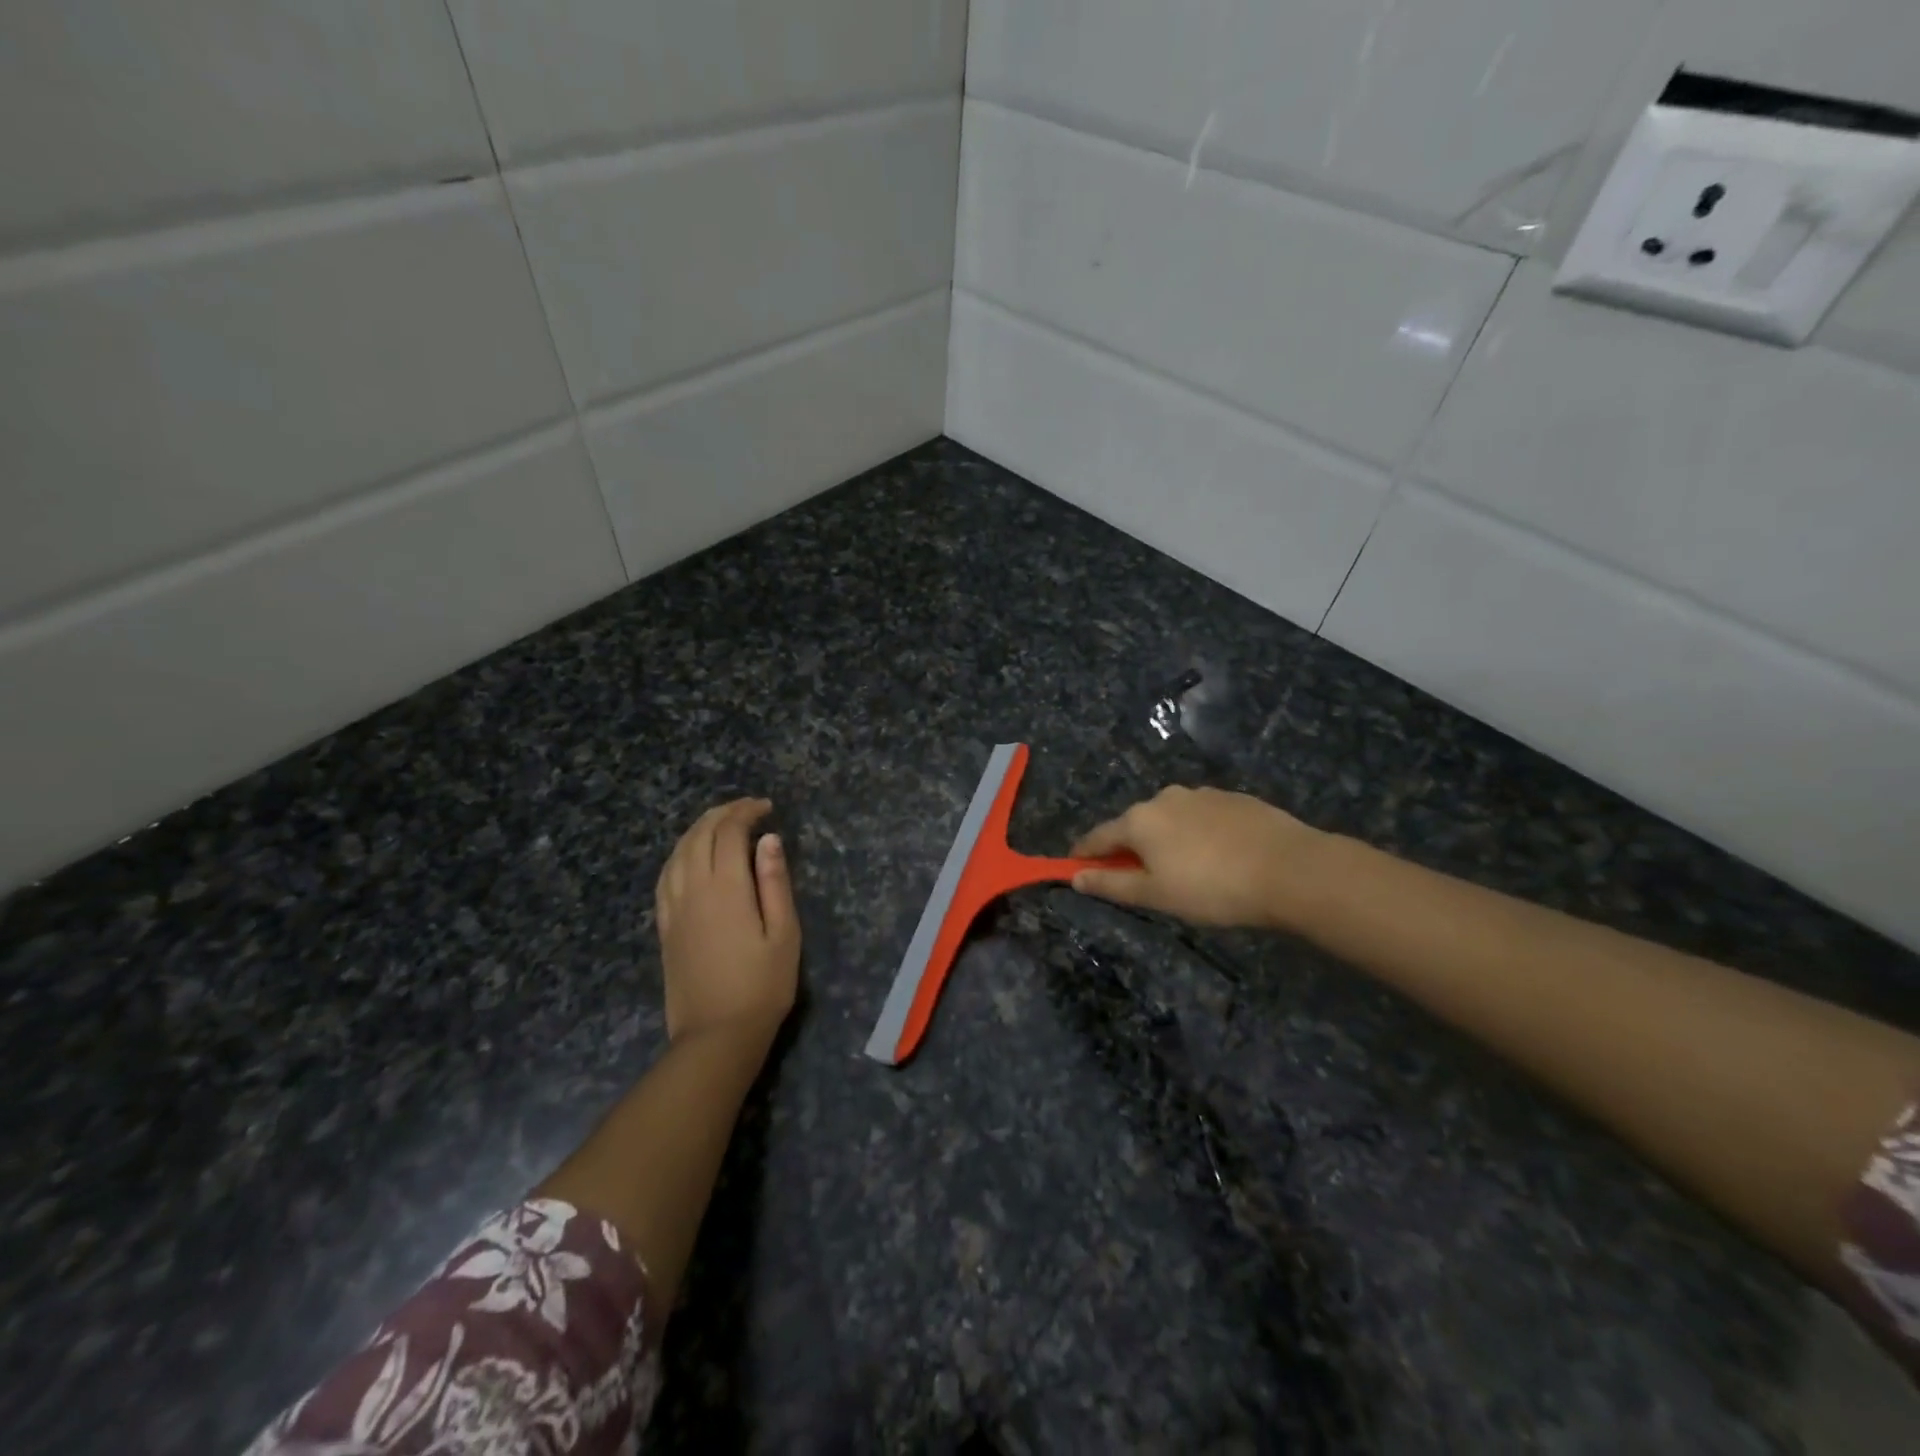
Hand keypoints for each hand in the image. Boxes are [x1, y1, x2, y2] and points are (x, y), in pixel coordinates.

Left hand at [656, 798, 799, 1046]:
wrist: (716, 1035)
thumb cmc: (762, 985)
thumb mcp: (784, 933)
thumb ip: (775, 882)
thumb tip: (768, 839)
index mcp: (726, 888)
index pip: (729, 833)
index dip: (746, 812)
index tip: (766, 807)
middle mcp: (694, 890)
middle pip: (699, 836)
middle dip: (722, 814)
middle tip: (746, 809)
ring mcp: (674, 908)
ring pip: (678, 853)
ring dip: (698, 829)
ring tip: (719, 823)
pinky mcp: (665, 927)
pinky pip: (665, 877)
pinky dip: (679, 855)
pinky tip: (689, 857)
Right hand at [1071, 786, 1329, 930]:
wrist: (1290, 869)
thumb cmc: (1213, 888)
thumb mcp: (1157, 895)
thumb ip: (1112, 884)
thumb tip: (1075, 877)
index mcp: (1140, 819)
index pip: (1098, 836)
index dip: (1084, 854)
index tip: (1074, 868)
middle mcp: (1165, 797)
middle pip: (1134, 825)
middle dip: (1129, 848)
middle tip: (1139, 879)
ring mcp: (1201, 794)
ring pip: (1170, 819)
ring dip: (1166, 840)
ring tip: (1185, 871)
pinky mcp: (1233, 798)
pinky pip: (1201, 817)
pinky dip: (1196, 834)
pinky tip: (1216, 857)